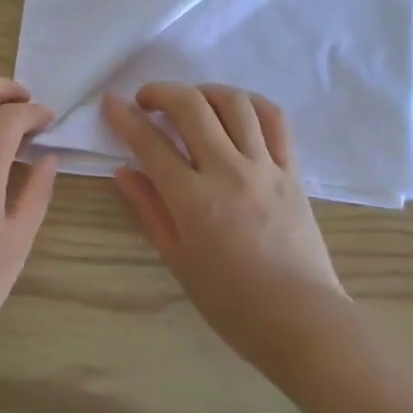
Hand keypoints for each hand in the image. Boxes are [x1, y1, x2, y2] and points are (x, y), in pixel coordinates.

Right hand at [104, 83, 348, 377]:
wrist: (300, 320)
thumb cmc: (230, 301)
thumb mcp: (177, 259)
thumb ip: (148, 209)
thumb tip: (123, 170)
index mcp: (193, 200)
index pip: (150, 143)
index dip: (125, 117)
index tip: (112, 102)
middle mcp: (227, 172)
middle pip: (191, 107)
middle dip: (161, 91)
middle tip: (147, 100)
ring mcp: (264, 167)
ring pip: (234, 103)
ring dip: (205, 91)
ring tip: (191, 102)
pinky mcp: (292, 170)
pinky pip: (275, 120)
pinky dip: (252, 103)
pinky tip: (236, 108)